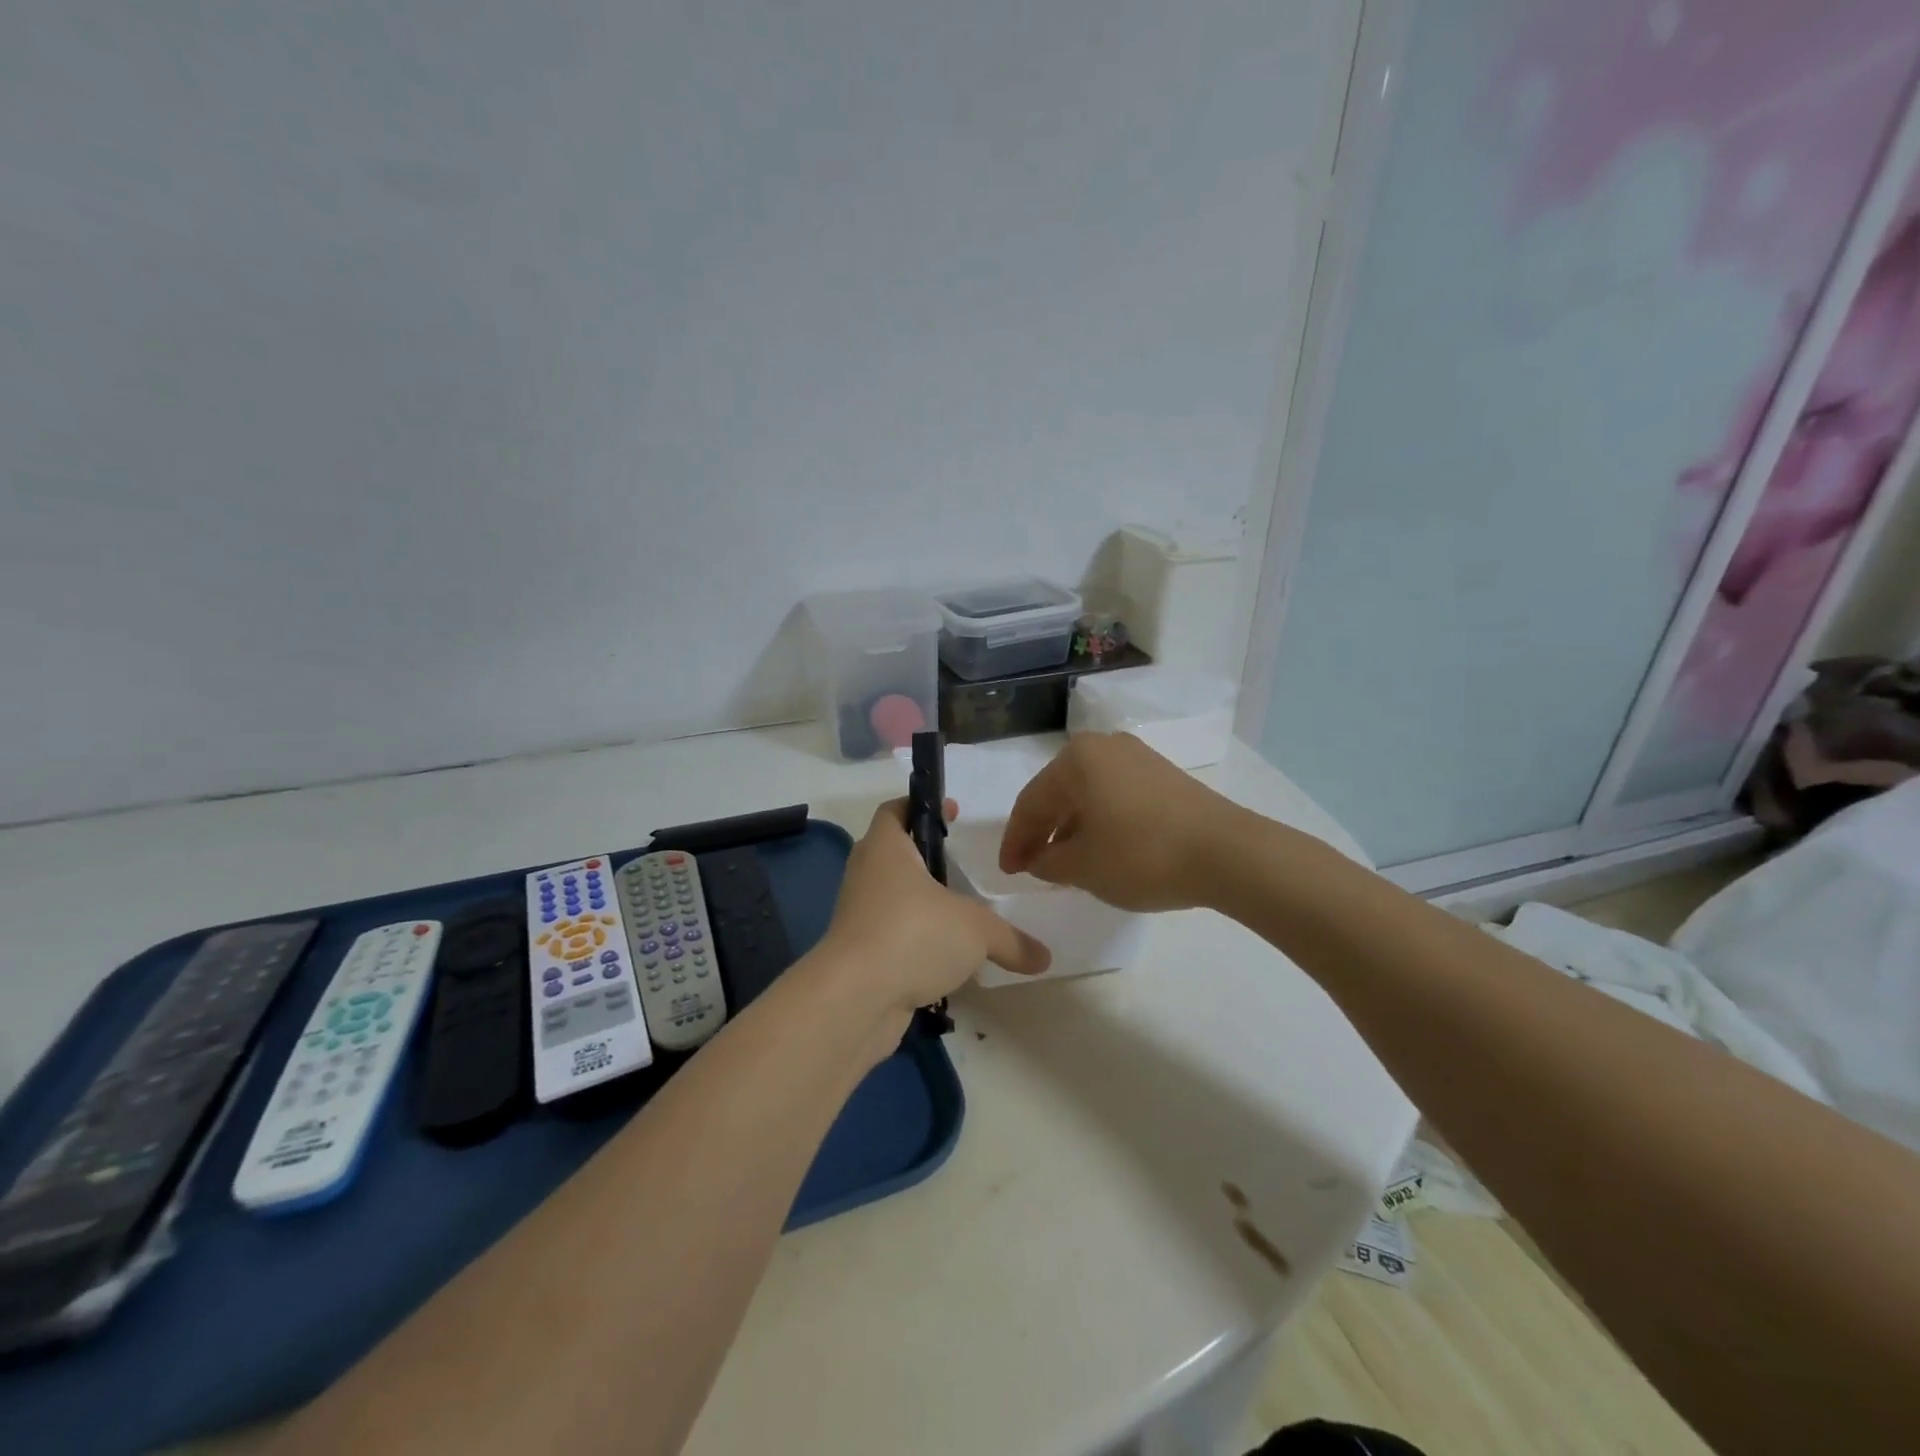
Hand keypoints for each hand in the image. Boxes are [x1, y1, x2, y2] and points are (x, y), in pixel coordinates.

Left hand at [813, 798, 1050, 1020]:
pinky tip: (946, 959)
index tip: (952, 812)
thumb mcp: (975, 931)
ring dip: (921, 904)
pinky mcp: (860, 954)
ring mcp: (859, 916)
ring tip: (961, 913)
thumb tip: (1045, 957)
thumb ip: (1012, 940)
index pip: (894, 810)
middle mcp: (867, 875)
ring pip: (893, 898)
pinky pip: (892, 937)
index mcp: (886, 849)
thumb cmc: (912, 935)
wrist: (854, 1000)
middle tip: (962, 865)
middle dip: (926, 858)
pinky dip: (916, 942)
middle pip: (894, 853)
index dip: (921, 805)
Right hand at [999, 733, 1239, 910]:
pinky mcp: (1163, 775)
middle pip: (1058, 793)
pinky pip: (1115, 796)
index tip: (1008, 872)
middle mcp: (1104, 747)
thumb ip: (1047, 862)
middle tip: (1031, 867)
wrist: (1226, 852)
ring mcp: (1138, 758)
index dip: (1015, 841)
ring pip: (1088, 794)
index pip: (1030, 803)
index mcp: (1076, 759)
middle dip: (1042, 832)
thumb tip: (1039, 859)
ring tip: (1065, 864)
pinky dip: (1099, 822)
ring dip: (1071, 828)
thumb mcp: (1082, 867)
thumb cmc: (1141, 855)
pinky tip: (1101, 849)